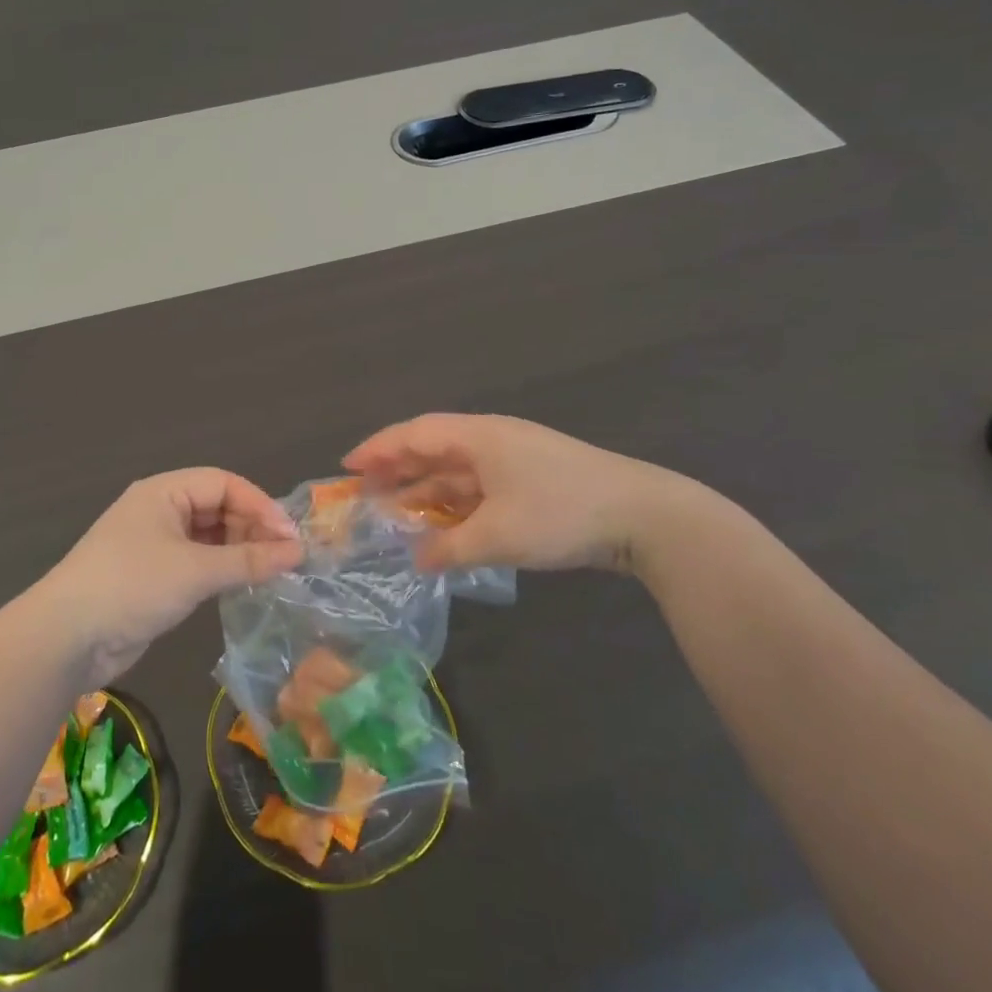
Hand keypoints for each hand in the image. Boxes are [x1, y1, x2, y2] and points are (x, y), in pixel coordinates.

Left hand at [35, 469, 304, 686]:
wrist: (66, 637)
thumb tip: (298, 552)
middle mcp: (159, 510)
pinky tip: (241, 584)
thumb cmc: (132, 586)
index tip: (290, 537)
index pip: (224, 483)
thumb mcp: (195, 571)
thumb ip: (249, 560)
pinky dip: (220, 570)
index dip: (260, 505)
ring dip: (239, 550)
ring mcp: (154, 544)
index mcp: (164, 492)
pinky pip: (196, 562)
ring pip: (208, 537)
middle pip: (217, 507)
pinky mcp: (152, 576)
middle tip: (286, 558)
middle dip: (252, 528)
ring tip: (271, 572)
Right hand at [343, 413, 718, 578]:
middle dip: (398, 470)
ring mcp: (516, 461)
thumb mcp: (497, 535)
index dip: (378, 448)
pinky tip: (445, 529)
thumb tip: (417, 558)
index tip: (347, 466)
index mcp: (479, 436)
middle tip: (365, 493)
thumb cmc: (561, 513)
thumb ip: (449, 548)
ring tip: (397, 515)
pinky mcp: (534, 483)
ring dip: (427, 491)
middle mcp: (493, 440)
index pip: (415, 433)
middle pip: (433, 449)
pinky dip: (456, 506)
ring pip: (457, 471)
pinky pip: (480, 489)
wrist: (644, 516)